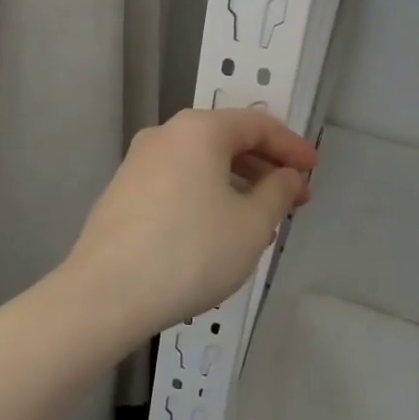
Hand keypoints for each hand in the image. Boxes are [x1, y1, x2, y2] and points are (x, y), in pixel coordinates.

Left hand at [65, 109, 317, 338]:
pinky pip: (178, 182)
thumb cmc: (190, 251)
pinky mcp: (123, 192)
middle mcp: (166, 134)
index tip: (314, 171)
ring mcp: (138, 162)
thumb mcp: (251, 225)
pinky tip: (217, 233)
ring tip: (260, 224)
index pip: (258, 124)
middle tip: (293, 200)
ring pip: (201, 164)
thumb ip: (278, 193)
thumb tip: (287, 176)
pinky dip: (206, 197)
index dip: (292, 147)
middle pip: (227, 141)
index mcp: (199, 129)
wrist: (104, 294)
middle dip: (265, 169)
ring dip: (236, 186)